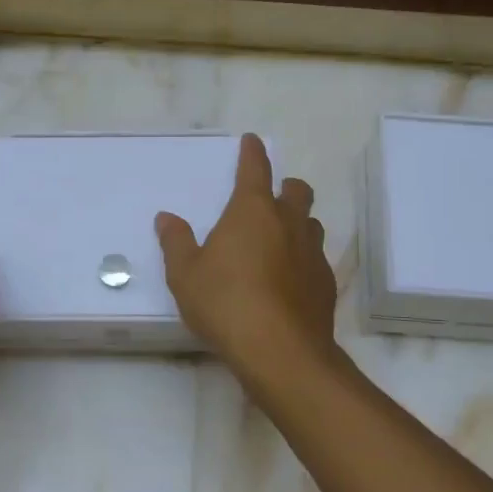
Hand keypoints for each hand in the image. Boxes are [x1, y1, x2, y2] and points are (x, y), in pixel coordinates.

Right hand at [156, 133, 335, 369]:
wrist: (280, 350)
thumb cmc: (225, 303)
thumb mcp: (185, 274)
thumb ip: (176, 242)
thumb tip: (167, 218)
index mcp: (252, 211)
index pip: (255, 169)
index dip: (252, 152)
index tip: (252, 141)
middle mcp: (288, 223)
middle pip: (296, 191)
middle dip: (285, 187)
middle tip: (270, 197)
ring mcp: (312, 253)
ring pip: (310, 224)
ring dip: (297, 223)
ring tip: (279, 239)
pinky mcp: (326, 283)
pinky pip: (316, 258)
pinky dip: (303, 259)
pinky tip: (289, 279)